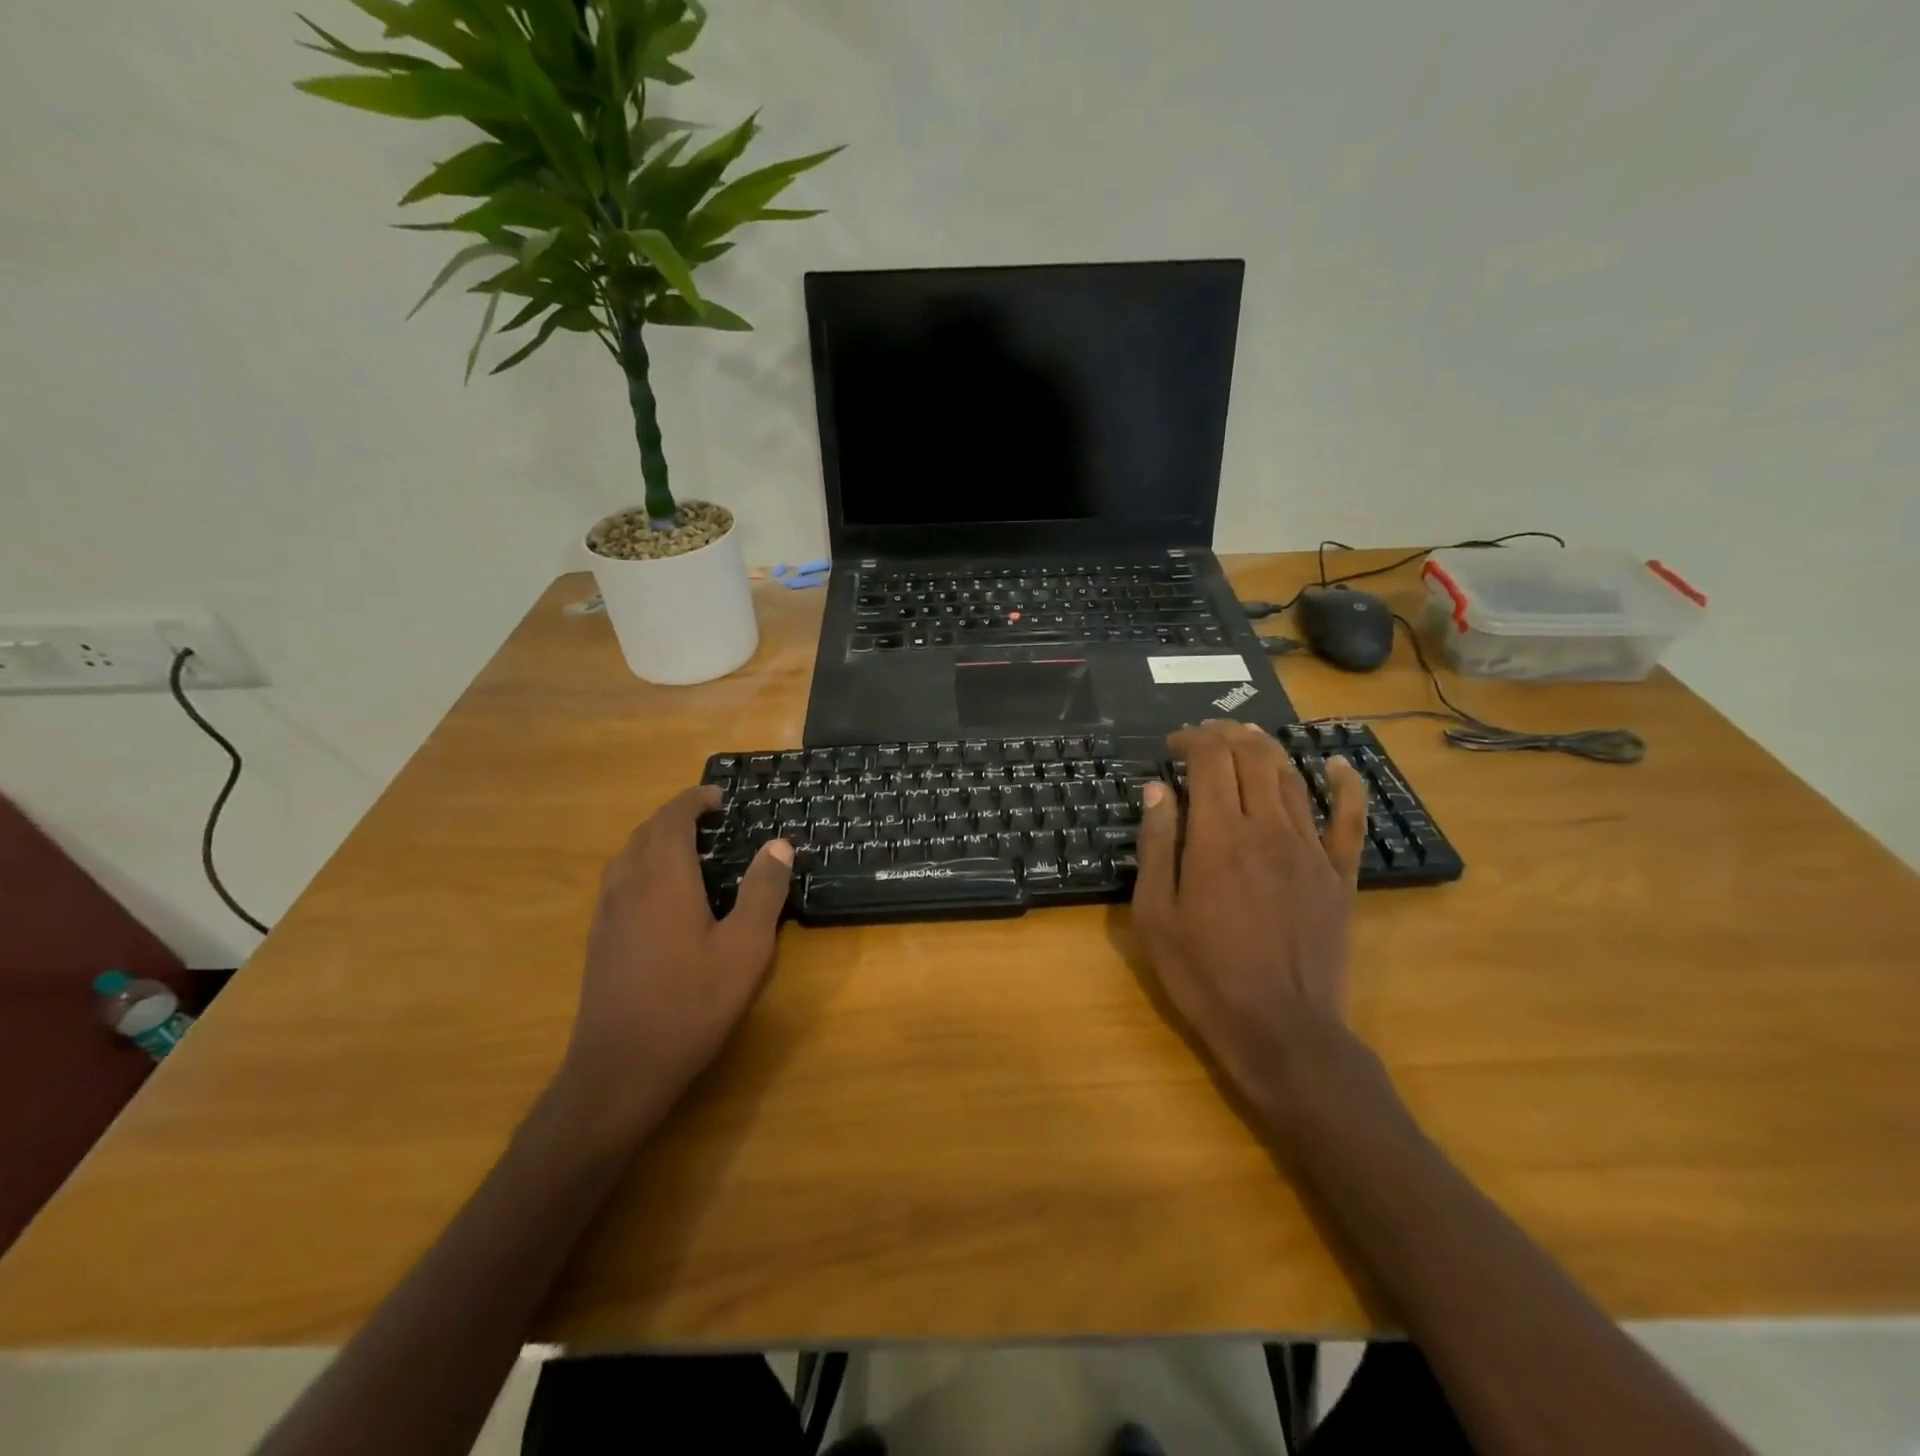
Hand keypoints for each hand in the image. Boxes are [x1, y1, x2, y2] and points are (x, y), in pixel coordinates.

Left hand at [559, 786, 792, 1138]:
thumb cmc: (691, 1003)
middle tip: (712, 820)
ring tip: (690, 849)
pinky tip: (664, 894)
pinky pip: (619, 880)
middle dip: (676, 815)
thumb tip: (778, 844)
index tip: (721, 798)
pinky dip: (643, 865)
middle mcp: (627, 885)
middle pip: (646, 831)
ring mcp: (607, 913)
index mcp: (663, 878)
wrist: (620, 1068)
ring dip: (656, 839)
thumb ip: (763, 891)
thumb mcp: (745, 948)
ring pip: (627, 855)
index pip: (672, 818)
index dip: (694, 800)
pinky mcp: (599, 938)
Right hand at [1133, 720, 1368, 1115]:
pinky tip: (1338, 765)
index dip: (1192, 739)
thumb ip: (1157, 845)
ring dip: (1268, 749)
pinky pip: (1350, 819)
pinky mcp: (1340, 875)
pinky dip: (1346, 785)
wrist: (1282, 1029)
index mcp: (1218, 836)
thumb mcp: (1156, 914)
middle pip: (1253, 756)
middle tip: (1206, 736)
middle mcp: (1267, 828)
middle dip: (1227, 734)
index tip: (1174, 744)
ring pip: (1292, 778)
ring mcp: (1310, 849)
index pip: (1210, 760)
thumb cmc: (1205, 974)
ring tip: (1248, 739)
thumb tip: (1158, 789)